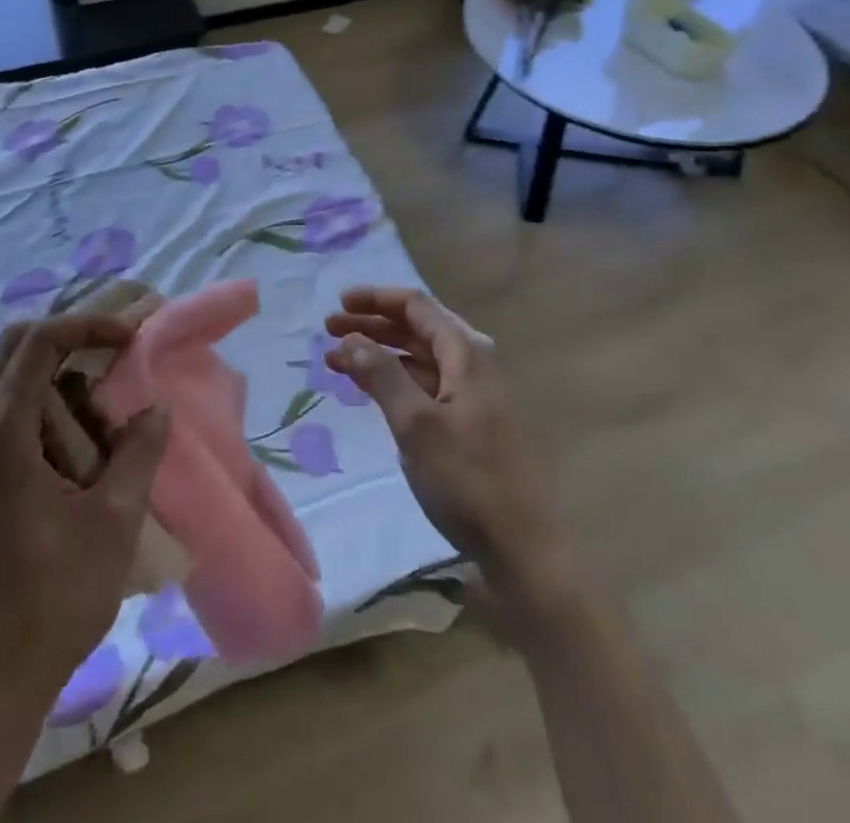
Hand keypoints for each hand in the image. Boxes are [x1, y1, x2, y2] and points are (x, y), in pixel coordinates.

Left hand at [0, 316, 169, 716]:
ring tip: (112, 396)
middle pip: (17, 347)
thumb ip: (138, 451)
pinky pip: (18, 411)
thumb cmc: (56, 596)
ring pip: (16, 378)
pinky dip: (55, 403)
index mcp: (2, 433)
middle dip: (71, 336)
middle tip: (119, 349)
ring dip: (64, 372)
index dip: (88, 323)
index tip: (132, 336)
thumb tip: (154, 409)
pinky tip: (90, 435)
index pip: (39, 341)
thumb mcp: (113, 518)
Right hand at [325, 287, 566, 597]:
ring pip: (417, 358)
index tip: (338, 303)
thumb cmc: (467, 480)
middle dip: (371, 325)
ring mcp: (471, 394)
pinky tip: (369, 390)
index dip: (375, 299)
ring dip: (378, 354)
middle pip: (415, 329)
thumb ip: (381, 375)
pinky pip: (424, 385)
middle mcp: (472, 363)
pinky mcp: (467, 423)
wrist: (520, 549)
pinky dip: (393, 381)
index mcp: (466, 353)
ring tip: (336, 360)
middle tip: (329, 330)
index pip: (415, 306)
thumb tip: (350, 338)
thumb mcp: (416, 425)